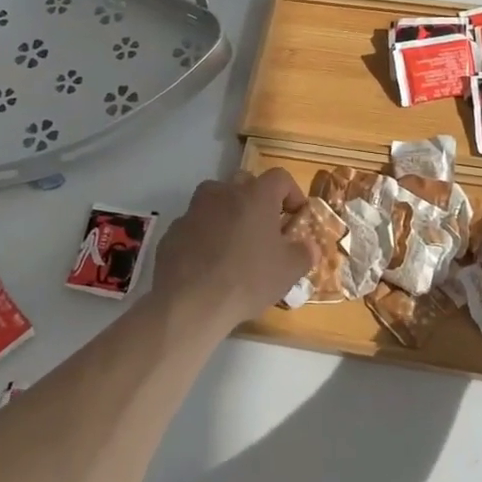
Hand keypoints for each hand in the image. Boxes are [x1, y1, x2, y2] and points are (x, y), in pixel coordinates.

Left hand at [153, 169, 311, 327]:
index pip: (280, 178)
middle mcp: (223, 193)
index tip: (296, 216)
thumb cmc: (248, 279)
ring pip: (215, 200)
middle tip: (265, 228)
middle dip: (257, 200)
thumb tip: (309, 246)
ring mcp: (194, 210)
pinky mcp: (172, 231)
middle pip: (245, 183)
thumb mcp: (289, 271)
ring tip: (234, 243)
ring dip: (227, 213)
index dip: (292, 193)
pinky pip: (195, 225)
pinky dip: (204, 235)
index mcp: (255, 195)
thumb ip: (304, 253)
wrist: (189, 303)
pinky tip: (208, 262)